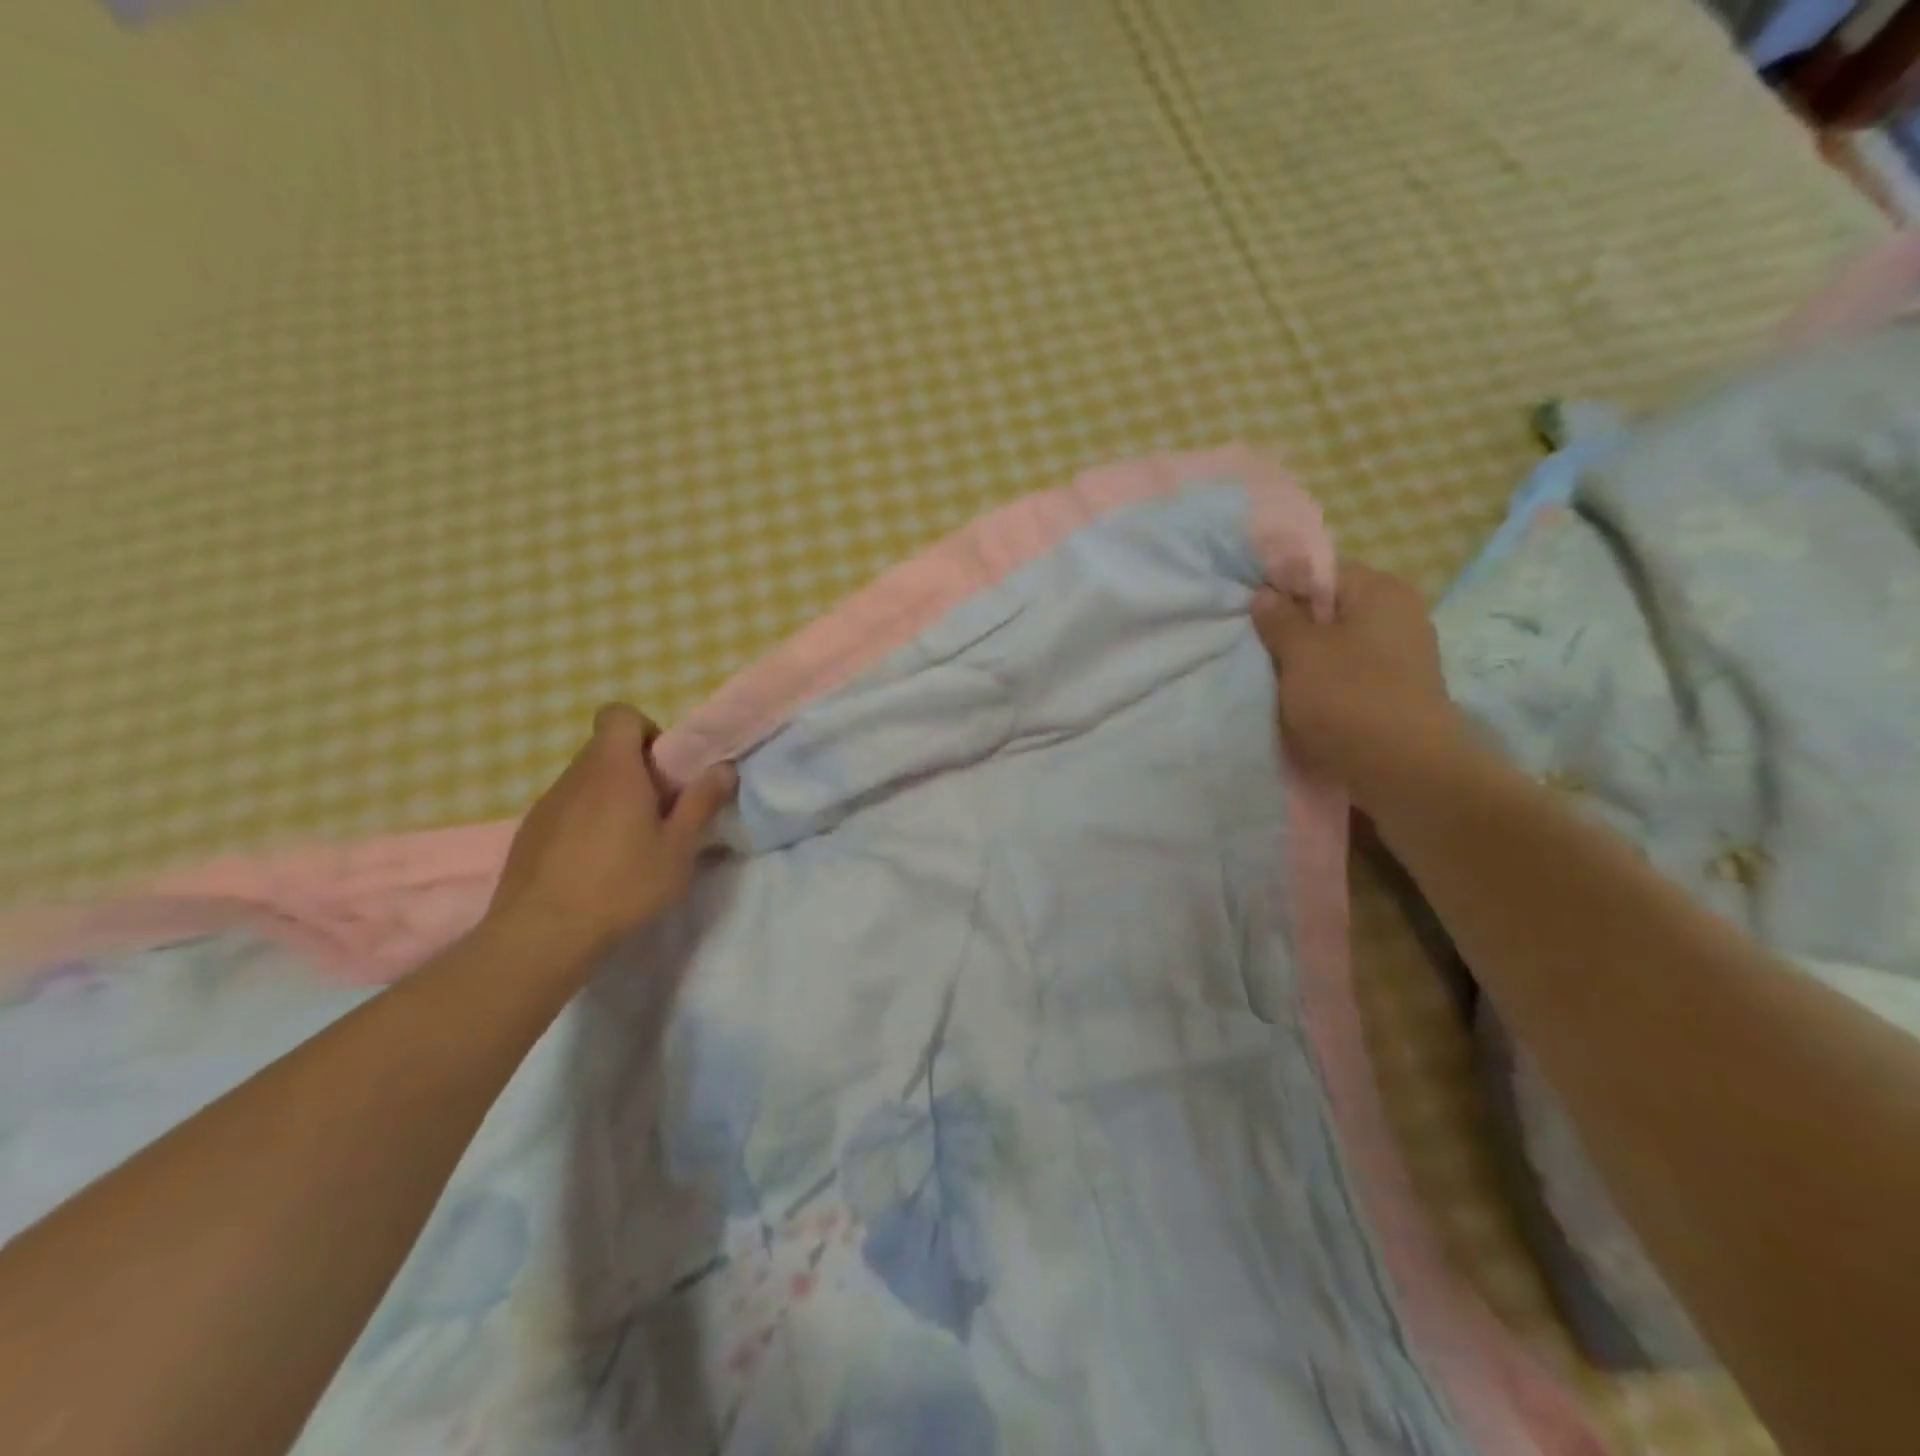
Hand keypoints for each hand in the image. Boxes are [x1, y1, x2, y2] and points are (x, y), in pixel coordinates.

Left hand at [483, 703, 736, 960]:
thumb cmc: (622, 885)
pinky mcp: (528, 834)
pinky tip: (594, 868)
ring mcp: (545, 805)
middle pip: (605, 750)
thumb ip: (702, 802)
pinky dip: (584, 824)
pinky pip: (565, 811)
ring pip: (585, 783)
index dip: (645, 730)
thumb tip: (723, 766)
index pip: (618, 714)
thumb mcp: (678, 848)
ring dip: (610, 799)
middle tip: (658, 813)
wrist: (540, 936)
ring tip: (628, 846)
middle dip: (635, 770)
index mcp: (613, 769)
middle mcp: (574, 776)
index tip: (664, 769)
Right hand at [1251, 564, 1465, 800]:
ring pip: (1336, 643)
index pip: (1321, 568)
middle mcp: (1398, 614)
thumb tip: (1265, 593)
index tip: (1248, 605)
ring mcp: (1401, 654)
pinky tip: (1296, 699)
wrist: (1403, 770)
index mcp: (1380, 590)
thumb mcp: (1301, 652)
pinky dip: (1322, 681)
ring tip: (1268, 673)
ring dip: (1303, 657)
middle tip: (1251, 640)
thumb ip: (1279, 617)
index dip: (1280, 582)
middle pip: (1329, 607)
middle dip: (1290, 623)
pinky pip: (1348, 673)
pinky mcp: (1395, 690)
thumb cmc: (1349, 698)